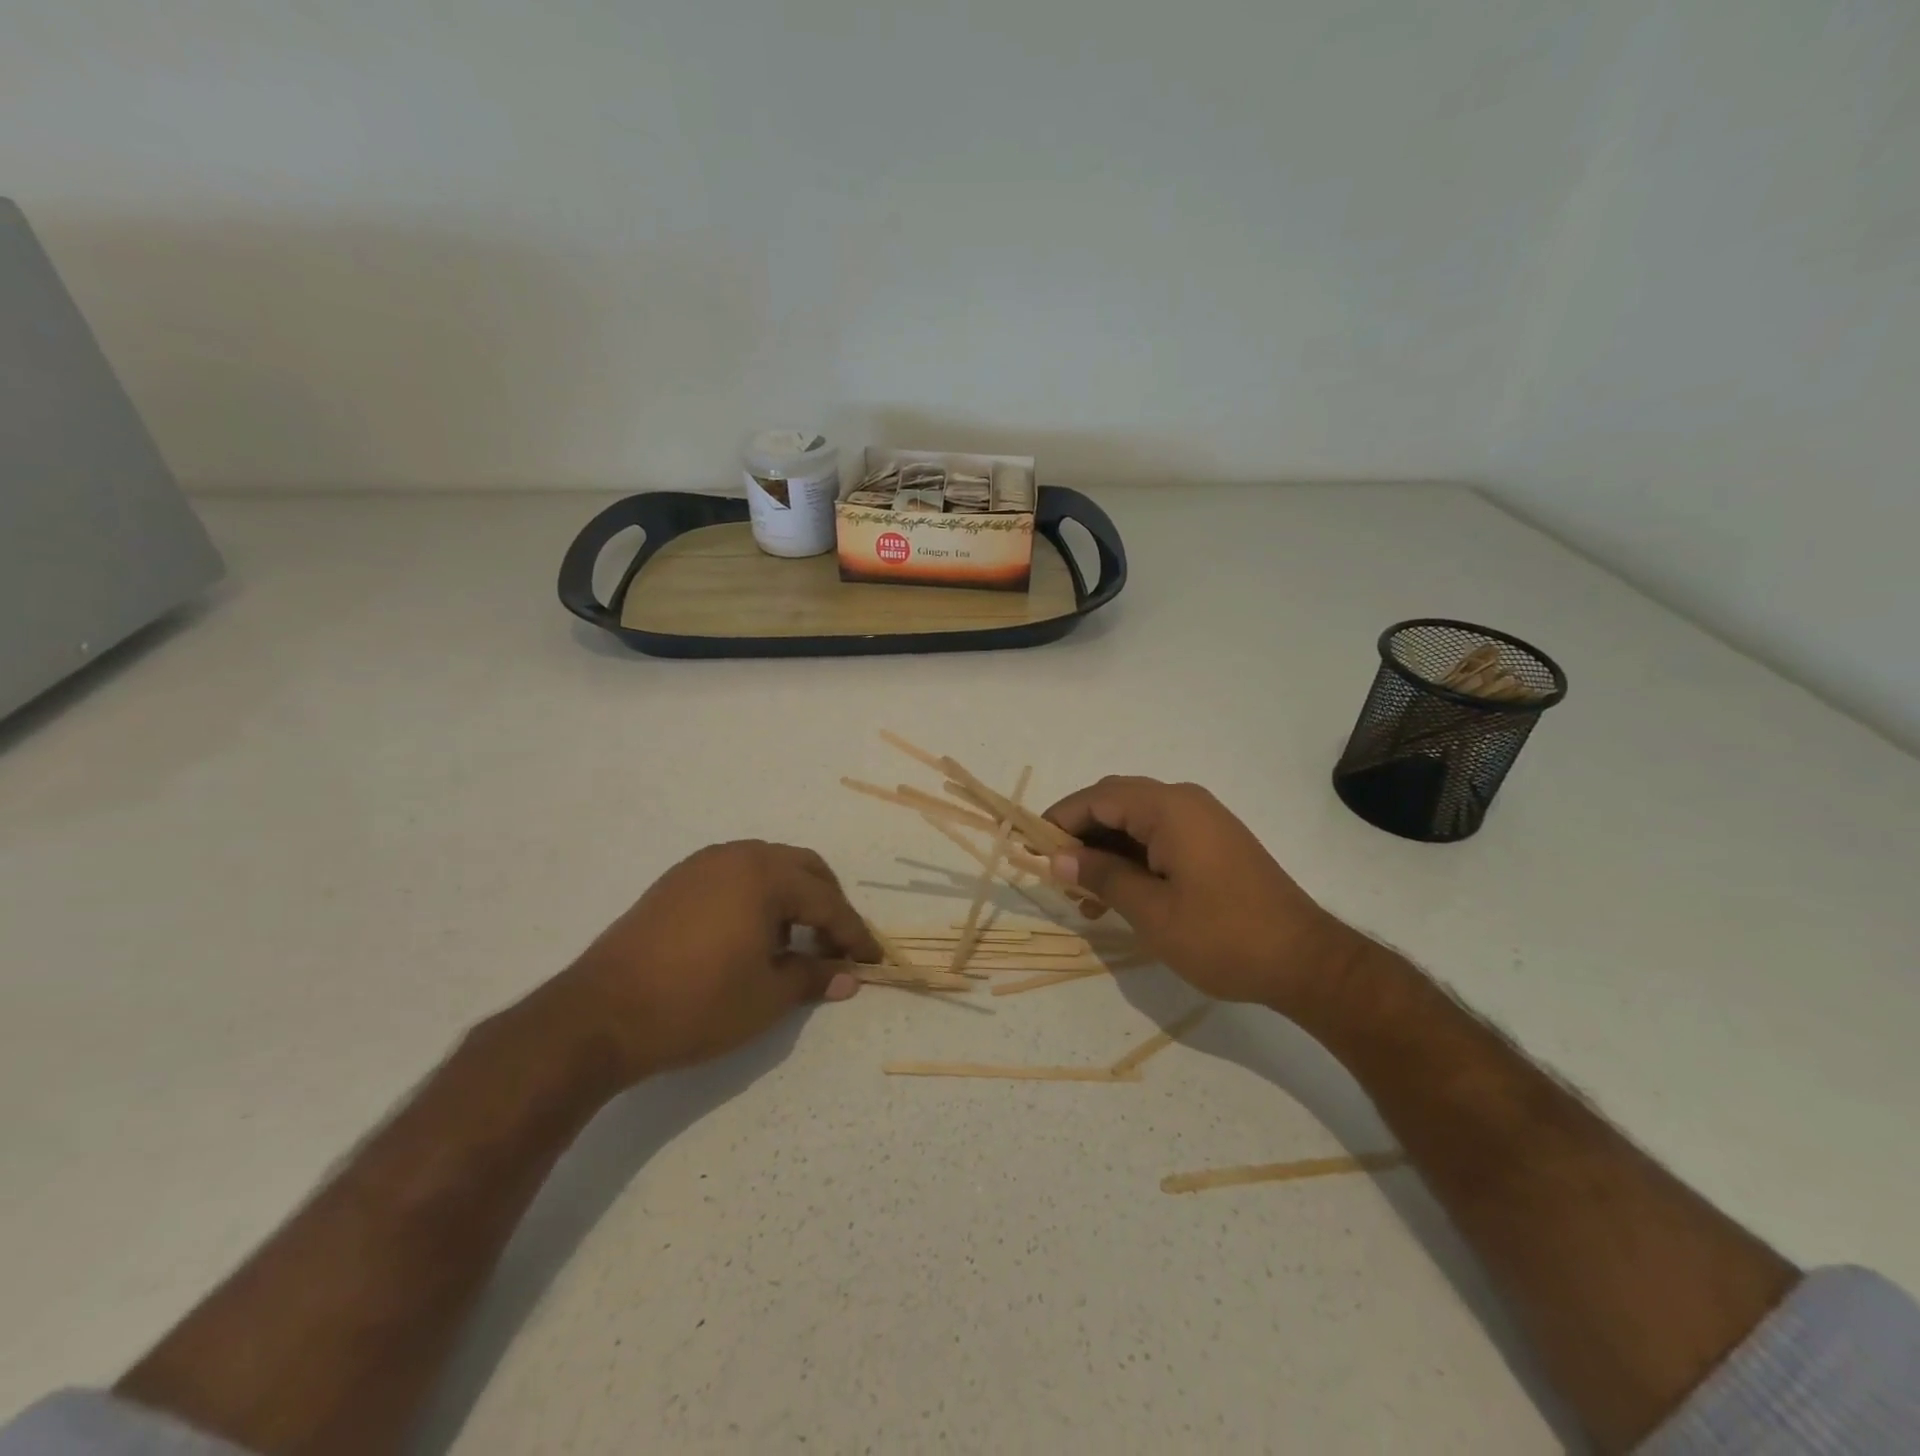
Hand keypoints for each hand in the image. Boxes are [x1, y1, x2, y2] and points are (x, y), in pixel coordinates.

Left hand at [554, 841, 880, 1081]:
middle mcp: (737, 856)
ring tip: (795, 942)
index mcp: (765, 876)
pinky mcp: (676, 882)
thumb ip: (814, 977)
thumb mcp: (767, 997)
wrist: (601, 1015)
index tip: (873, 960)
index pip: (827, 901)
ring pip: (767, 868)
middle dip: (828, 904)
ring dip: (793, 898)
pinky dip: (758, 897)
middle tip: (836, 945)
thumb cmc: (697, 1004)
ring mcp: (702, 865)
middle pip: (802, 869)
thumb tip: (849, 976)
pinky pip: (735, 876)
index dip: (854, 933)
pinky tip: (753, 936)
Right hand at [1043, 777, 1365, 1012]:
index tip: (1031, 849)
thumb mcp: (1151, 911)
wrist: (1306, 962)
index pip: (1098, 798)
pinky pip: (1161, 838)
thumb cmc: (1223, 935)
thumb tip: (1058, 858)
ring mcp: (1204, 822)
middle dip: (1082, 836)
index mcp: (1169, 809)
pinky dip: (1134, 859)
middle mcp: (1186, 803)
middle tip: (1057, 874)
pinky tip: (1119, 897)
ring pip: (1137, 823)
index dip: (1060, 820)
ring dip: (1106, 852)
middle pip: (1116, 804)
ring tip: (1084, 899)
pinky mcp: (1215, 844)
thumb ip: (1102, 877)